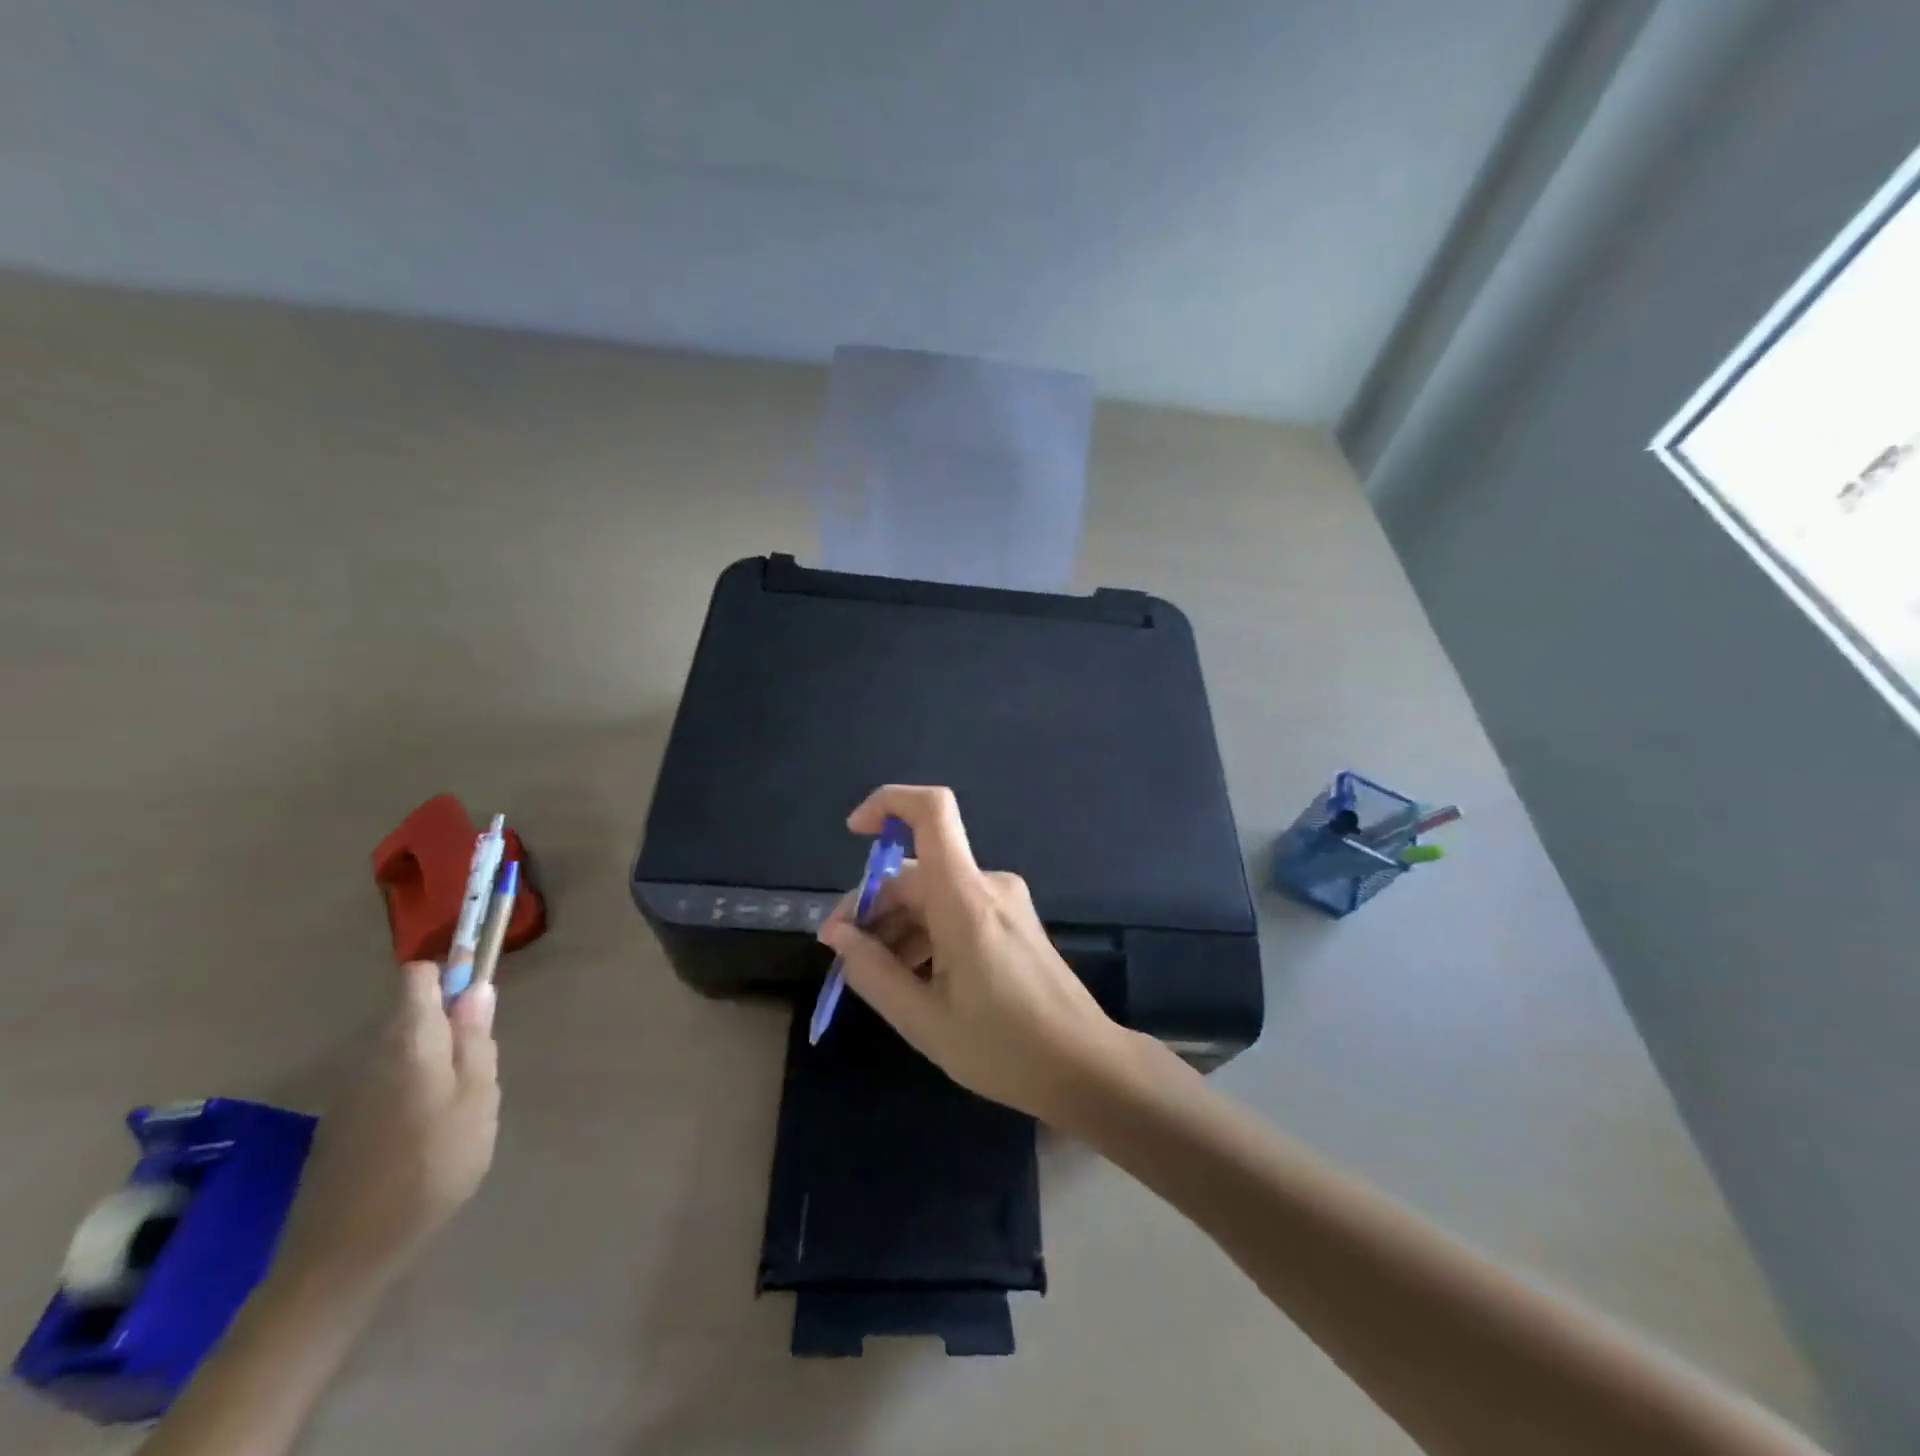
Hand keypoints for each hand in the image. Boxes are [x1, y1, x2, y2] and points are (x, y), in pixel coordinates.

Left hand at [276, 964, 499, 1290]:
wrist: (342, 1259)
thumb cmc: (430, 1168)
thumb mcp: (477, 1100)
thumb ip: (476, 1041)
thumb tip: (477, 989)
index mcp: (408, 1043)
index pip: (417, 978)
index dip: (449, 977)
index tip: (477, 1002)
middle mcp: (372, 1057)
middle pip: (412, 1017)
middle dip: (449, 1030)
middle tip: (478, 1077)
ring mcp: (350, 1094)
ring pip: (401, 1054)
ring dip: (432, 1065)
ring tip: (456, 1115)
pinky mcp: (340, 1128)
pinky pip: (384, 1086)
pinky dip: (410, 1094)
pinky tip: (423, 1140)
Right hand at [819, 785, 1135, 1126]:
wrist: (1084, 1066)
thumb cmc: (1003, 1048)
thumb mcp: (923, 1019)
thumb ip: (872, 971)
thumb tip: (836, 933)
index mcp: (965, 898)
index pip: (932, 811)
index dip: (888, 803)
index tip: (852, 833)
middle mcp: (986, 885)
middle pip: (916, 870)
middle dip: (873, 903)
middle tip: (845, 956)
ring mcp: (1003, 900)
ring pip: (932, 892)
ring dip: (897, 923)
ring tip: (875, 977)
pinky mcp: (1012, 919)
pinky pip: (955, 908)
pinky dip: (926, 931)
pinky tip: (913, 977)